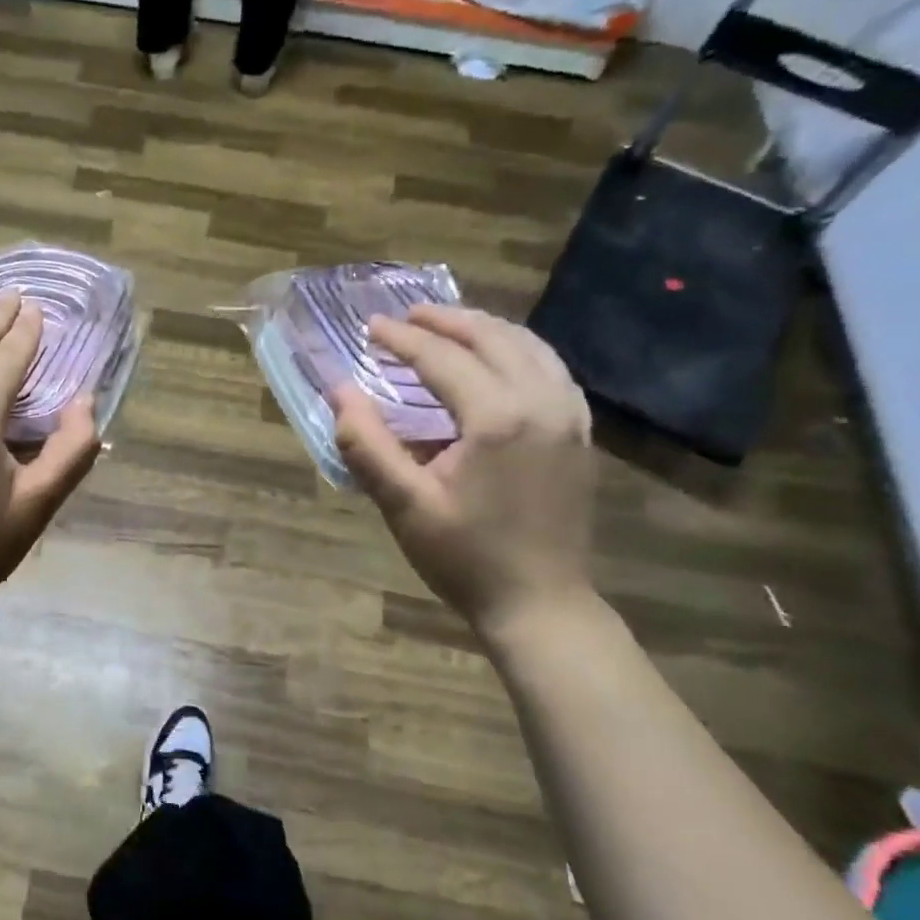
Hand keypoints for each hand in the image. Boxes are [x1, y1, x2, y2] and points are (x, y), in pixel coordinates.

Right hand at [333, 306, 595, 638]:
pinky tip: (499, 358)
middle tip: (405, 316)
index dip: (403, 339)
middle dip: (445, 321)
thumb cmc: (464, 558)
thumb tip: (339, 392)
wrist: (540, 603)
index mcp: (496, 419)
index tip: (370, 326)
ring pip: (529, 346)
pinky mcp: (579, 433)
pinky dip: (519, 350)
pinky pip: (551, 369)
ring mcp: (569, 416)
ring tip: (447, 326)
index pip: (442, 359)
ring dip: (484, 329)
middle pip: (491, 338)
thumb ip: (367, 445)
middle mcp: (541, 403)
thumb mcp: (404, 505)